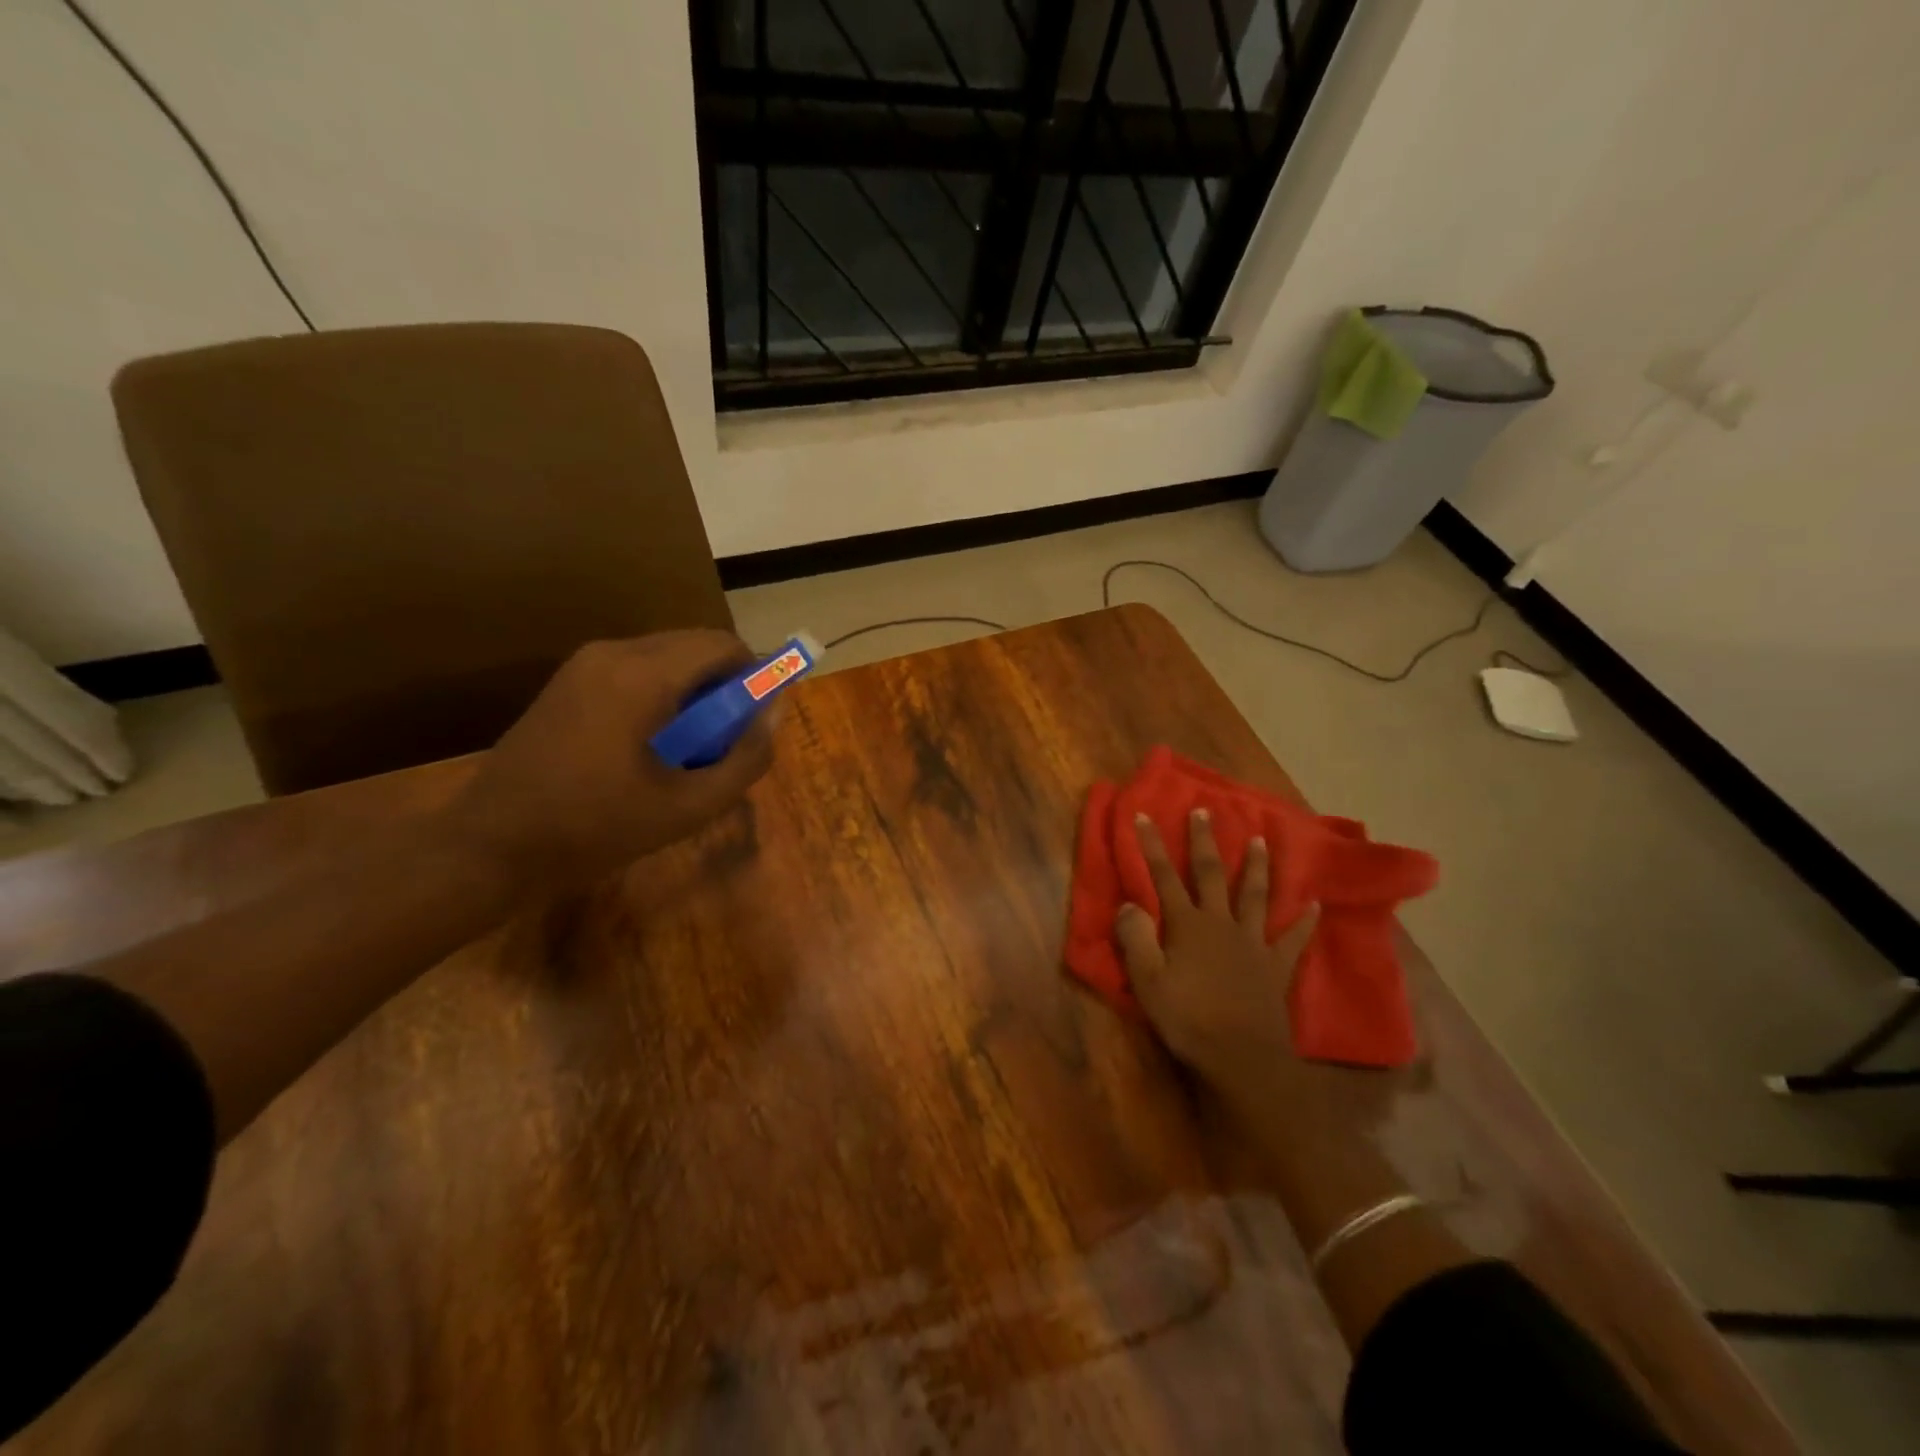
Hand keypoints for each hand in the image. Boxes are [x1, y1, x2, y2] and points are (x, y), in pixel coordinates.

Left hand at [447, 632, 776, 885]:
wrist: (490, 846)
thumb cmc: (596, 828)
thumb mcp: (689, 807)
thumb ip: (745, 758)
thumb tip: (774, 714)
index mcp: (643, 675)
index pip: (723, 645)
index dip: (754, 676)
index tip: (755, 721)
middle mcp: (613, 652)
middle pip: (694, 646)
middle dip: (723, 686)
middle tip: (724, 741)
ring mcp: (584, 664)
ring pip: (666, 657)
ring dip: (692, 691)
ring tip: (687, 749)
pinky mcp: (568, 681)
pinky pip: (635, 670)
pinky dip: (661, 695)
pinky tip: (649, 746)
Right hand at [1116, 809, 1316, 1092]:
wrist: (1242, 1057)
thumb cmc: (1188, 1019)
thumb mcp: (1147, 981)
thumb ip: (1135, 938)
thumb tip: (1128, 903)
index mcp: (1188, 925)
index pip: (1164, 877)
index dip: (1152, 846)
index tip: (1143, 815)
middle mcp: (1221, 923)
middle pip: (1211, 875)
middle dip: (1205, 841)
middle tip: (1204, 811)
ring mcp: (1253, 943)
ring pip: (1254, 896)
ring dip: (1257, 867)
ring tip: (1261, 840)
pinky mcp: (1276, 966)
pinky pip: (1293, 938)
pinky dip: (1303, 921)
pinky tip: (1314, 905)